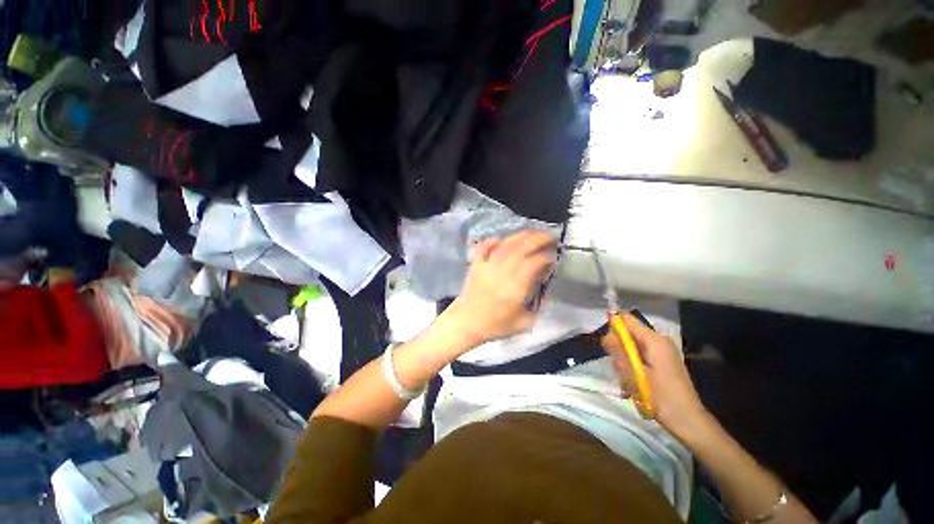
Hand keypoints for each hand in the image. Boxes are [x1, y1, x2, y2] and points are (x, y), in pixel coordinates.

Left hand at [445, 230, 556, 346]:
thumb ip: (539, 307)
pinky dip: (493, 240)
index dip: (547, 257)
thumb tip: (546, 293)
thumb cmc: (495, 325)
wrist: (466, 323)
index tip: (554, 258)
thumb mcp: (524, 323)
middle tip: (551, 236)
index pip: (536, 262)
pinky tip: (501, 239)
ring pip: (506, 243)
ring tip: (533, 233)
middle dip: (539, 238)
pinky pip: (485, 246)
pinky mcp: (476, 264)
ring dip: (521, 236)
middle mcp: (503, 270)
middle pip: (522, 246)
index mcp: (516, 284)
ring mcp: (488, 264)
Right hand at [602, 314, 709, 438]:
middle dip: (618, 349)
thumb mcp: (634, 373)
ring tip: (626, 383)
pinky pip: (639, 357)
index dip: (612, 326)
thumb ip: (618, 351)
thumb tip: (605, 335)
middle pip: (628, 334)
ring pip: (631, 348)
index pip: (626, 319)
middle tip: (619, 369)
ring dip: (624, 362)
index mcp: (653, 339)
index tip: (607, 345)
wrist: (688, 421)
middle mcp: (658, 340)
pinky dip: (633, 368)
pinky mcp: (662, 362)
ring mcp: (661, 351)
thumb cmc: (661, 396)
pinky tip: (633, 385)